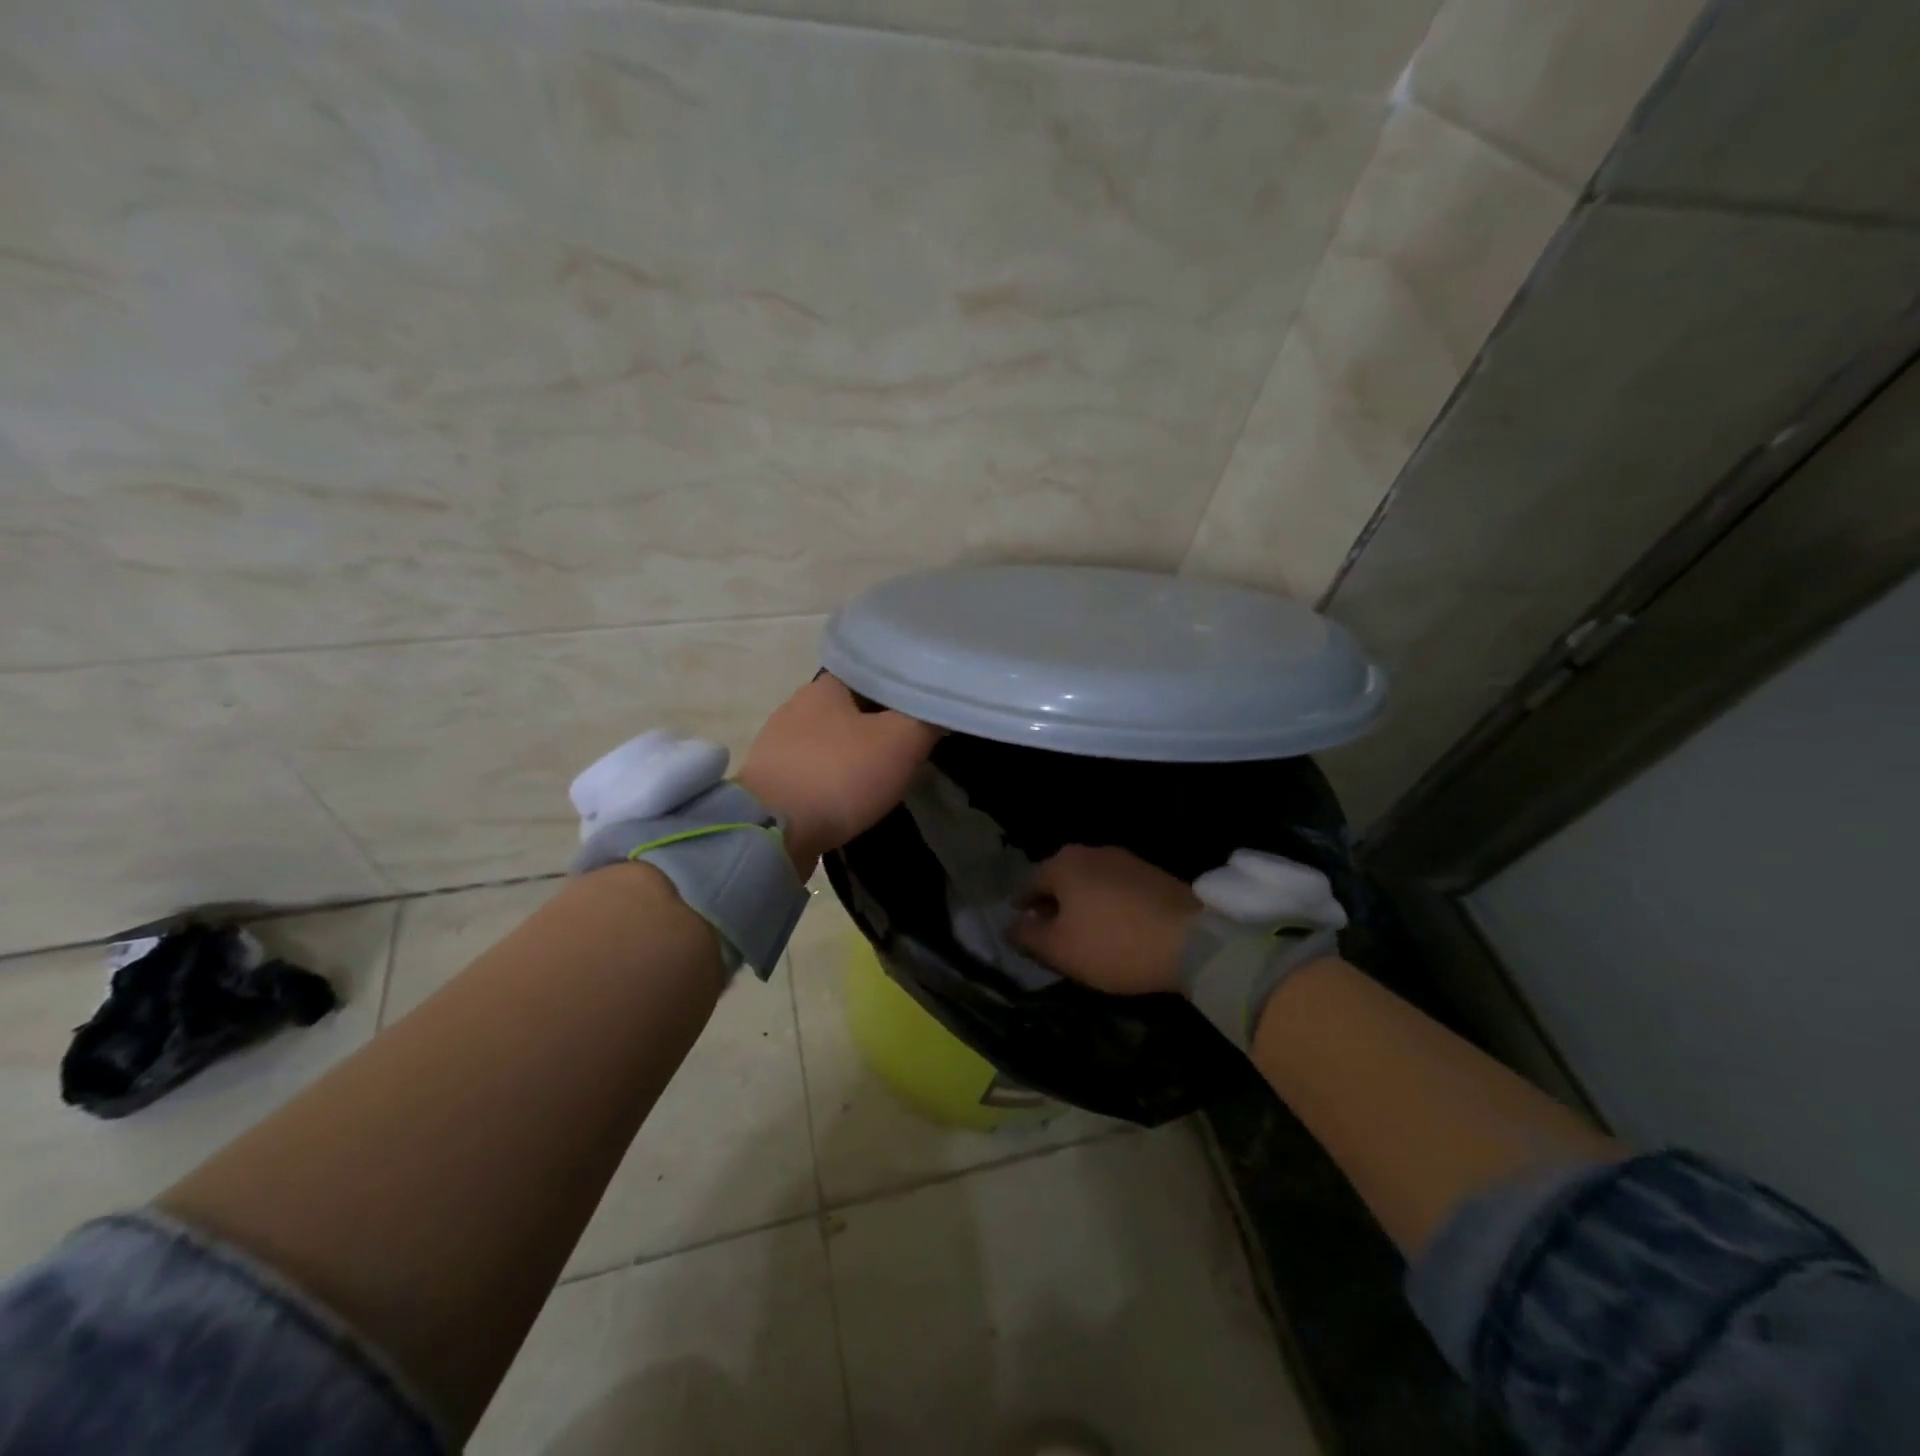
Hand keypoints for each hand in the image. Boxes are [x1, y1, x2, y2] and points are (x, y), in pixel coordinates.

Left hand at [737, 674, 941, 874]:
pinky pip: (813, 771)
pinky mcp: (771, 782)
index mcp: (824, 686)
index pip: (868, 671)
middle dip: (877, 721)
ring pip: (829, 740)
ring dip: (853, 752)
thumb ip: (927, 718)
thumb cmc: (839, 773)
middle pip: (848, 707)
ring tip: (884, 770)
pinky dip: (834, 778)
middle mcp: (796, 707)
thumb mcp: (901, 741)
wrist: (771, 831)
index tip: (922, 702)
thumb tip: (947, 701)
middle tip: (910, 739)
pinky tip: (850, 794)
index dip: (897, 684)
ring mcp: (777, 746)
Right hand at [1008, 845, 1200, 995]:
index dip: (1022, 908)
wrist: (1191, 940)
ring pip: (1090, 882)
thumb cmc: (1113, 944)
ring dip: (1082, 904)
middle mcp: (1091, 852)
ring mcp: (1126, 859)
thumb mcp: (1059, 949)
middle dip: (1053, 905)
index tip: (1021, 928)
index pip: (1029, 884)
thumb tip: (1010, 926)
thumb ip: (1028, 935)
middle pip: (1061, 880)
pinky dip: (1108, 905)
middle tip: (1050, 933)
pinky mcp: (1153, 874)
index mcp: (1063, 864)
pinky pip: (1117, 888)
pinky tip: (1114, 928)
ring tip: (1083, 933)